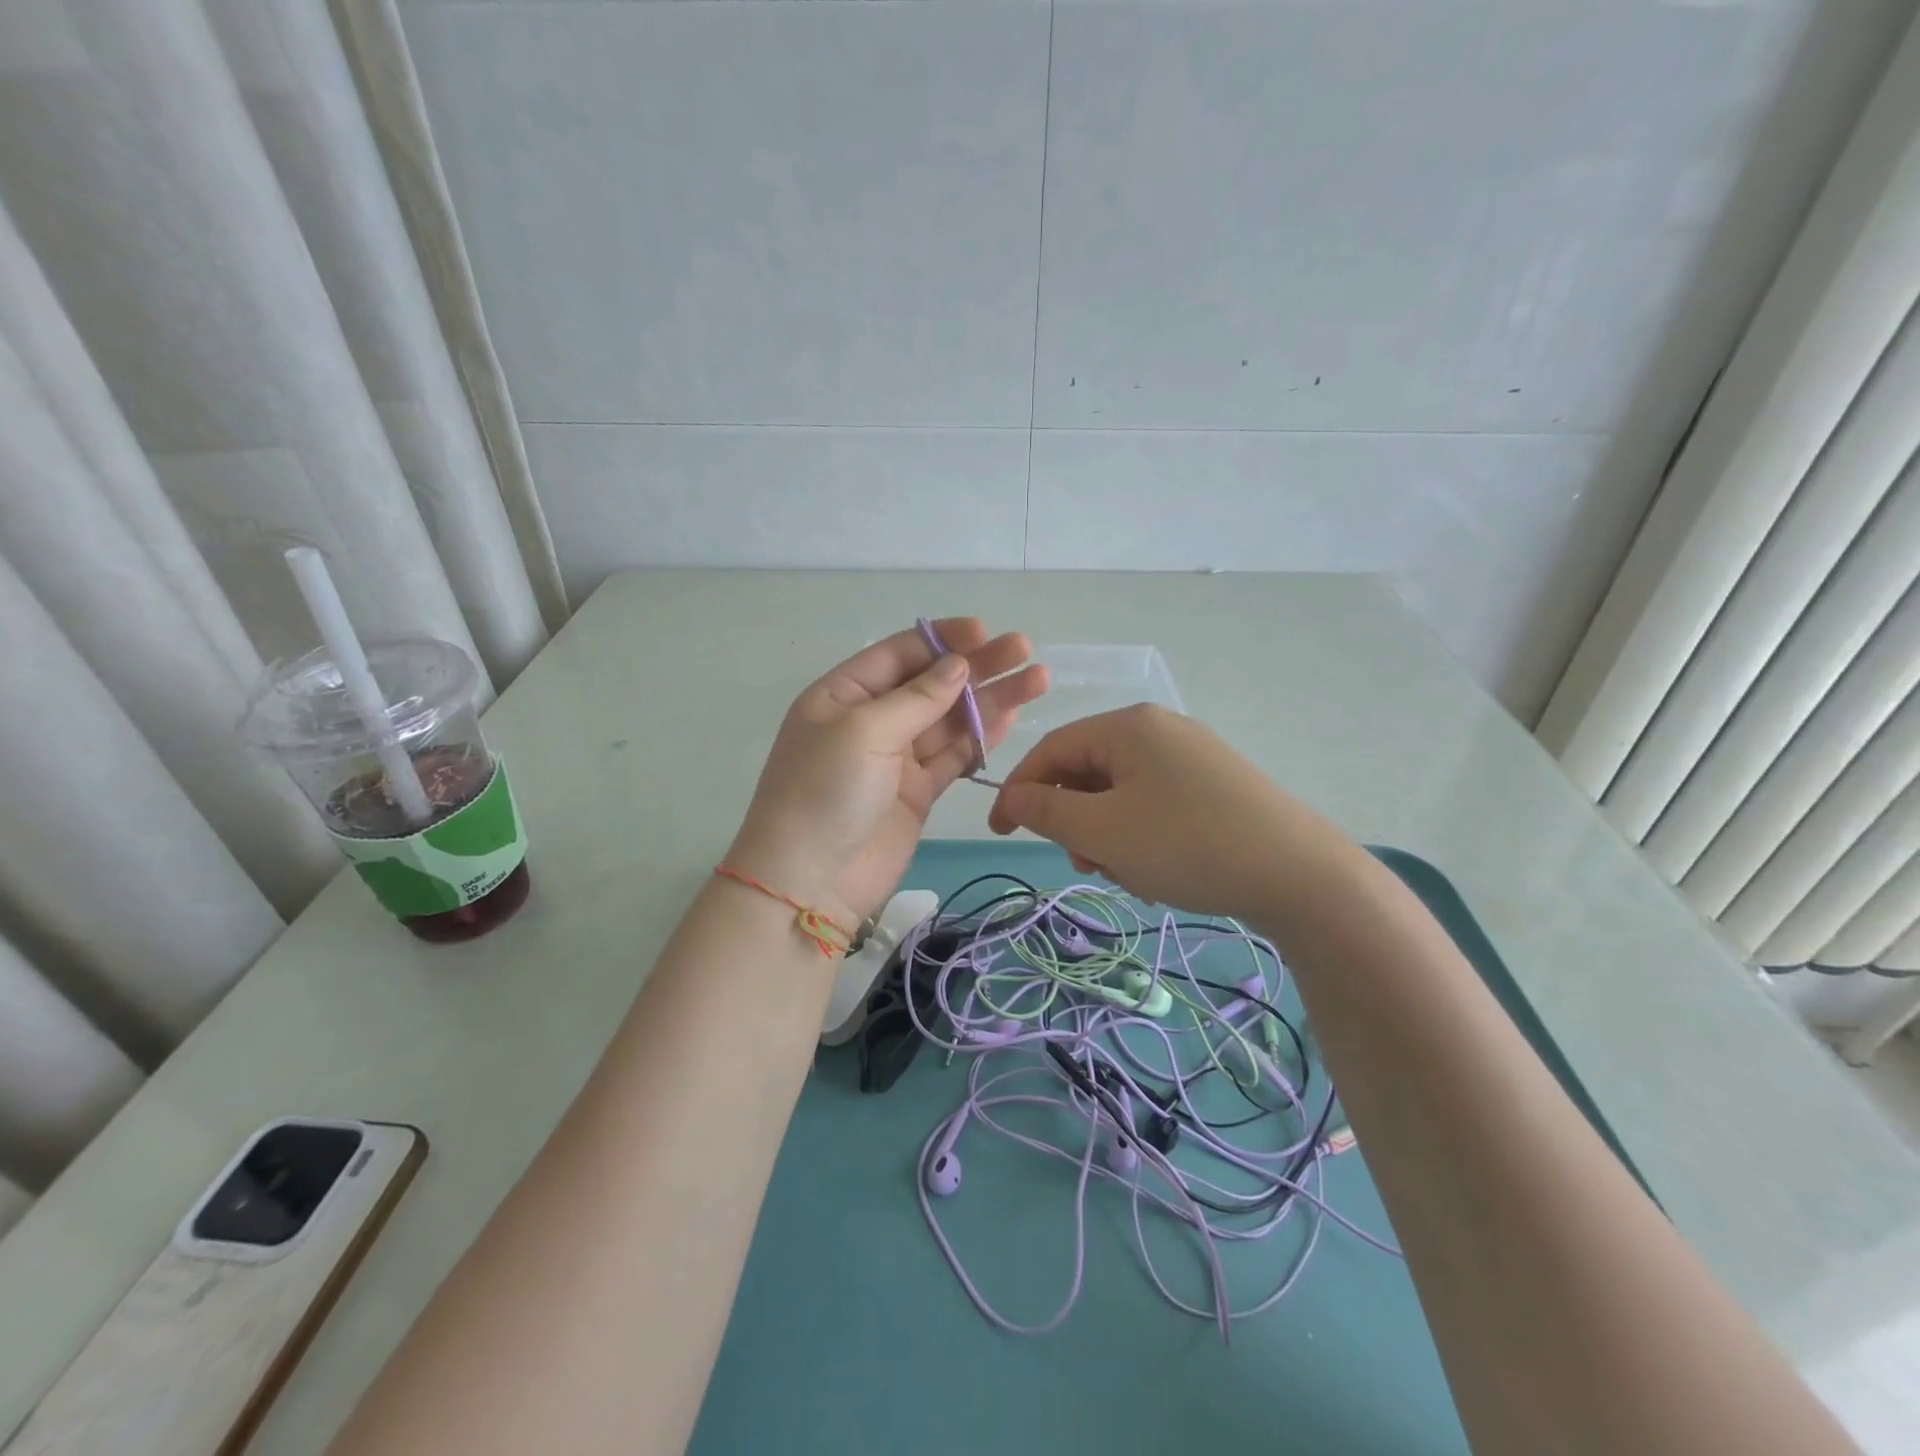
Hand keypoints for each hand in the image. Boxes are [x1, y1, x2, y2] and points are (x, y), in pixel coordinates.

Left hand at [728, 619, 1047, 929]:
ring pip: (950, 720)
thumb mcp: (864, 731)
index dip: (942, 640)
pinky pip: (954, 756)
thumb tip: (958, 665)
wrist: (810, 882)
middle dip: (977, 666)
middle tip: (1024, 650)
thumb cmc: (825, 792)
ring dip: (991, 700)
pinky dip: (981, 738)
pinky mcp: (918, 792)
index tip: (985, 632)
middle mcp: (871, 720)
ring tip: (1037, 680)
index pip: (899, 653)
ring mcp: (896, 758)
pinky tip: (1013, 717)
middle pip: (931, 684)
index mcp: (843, 694)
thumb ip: (917, 698)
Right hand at [988, 704, 1318, 919]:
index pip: (1052, 749)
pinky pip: (1155, 806)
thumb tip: (1011, 797)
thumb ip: (1046, 811)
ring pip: (1122, 794)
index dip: (1020, 790)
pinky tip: (1160, 873)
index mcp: (1129, 726)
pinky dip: (1142, 838)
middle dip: (1076, 822)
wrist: (1300, 876)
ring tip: (1130, 876)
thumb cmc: (1186, 844)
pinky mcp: (1216, 787)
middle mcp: (1160, 730)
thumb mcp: (1103, 831)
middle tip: (1085, 865)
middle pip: (1088, 772)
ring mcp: (1193, 758)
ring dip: (1109, 836)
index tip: (1001, 833)